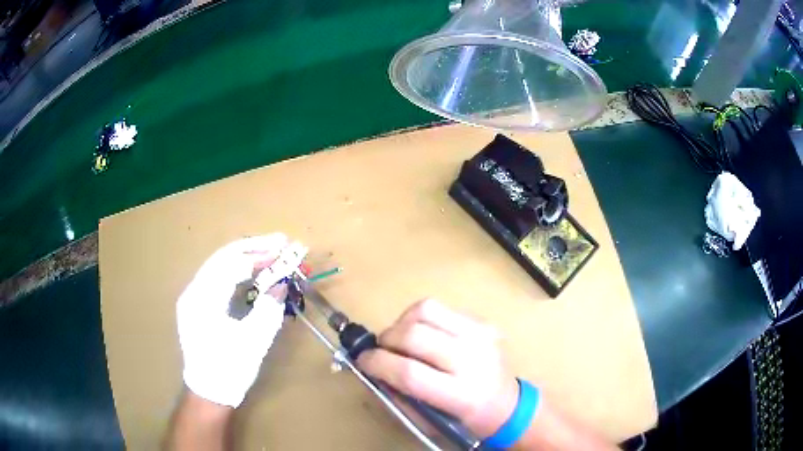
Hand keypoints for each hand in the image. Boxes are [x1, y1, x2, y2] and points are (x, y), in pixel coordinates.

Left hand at [176, 234, 306, 406]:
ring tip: (270, 253)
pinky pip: (218, 279)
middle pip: (223, 258)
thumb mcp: (254, 341)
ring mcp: (193, 297)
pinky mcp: (198, 304)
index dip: (259, 253)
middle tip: (280, 243)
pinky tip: (253, 272)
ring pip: (219, 266)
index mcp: (202, 299)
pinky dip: (237, 272)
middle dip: (253, 249)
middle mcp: (193, 291)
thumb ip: (268, 309)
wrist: (209, 391)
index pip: (231, 263)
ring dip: (246, 258)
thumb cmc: (230, 369)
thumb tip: (281, 285)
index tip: (284, 247)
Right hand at [357, 299, 518, 437]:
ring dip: (402, 322)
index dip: (378, 363)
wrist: (509, 404)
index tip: (363, 361)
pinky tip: (423, 333)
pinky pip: (441, 307)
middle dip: (387, 340)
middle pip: (415, 335)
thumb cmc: (465, 419)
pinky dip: (421, 318)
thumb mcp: (429, 421)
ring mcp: (482, 335)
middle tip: (382, 350)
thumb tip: (372, 368)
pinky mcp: (484, 321)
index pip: (410, 372)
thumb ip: (399, 395)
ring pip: (426, 309)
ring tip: (400, 338)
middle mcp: (474, 359)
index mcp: (462, 394)